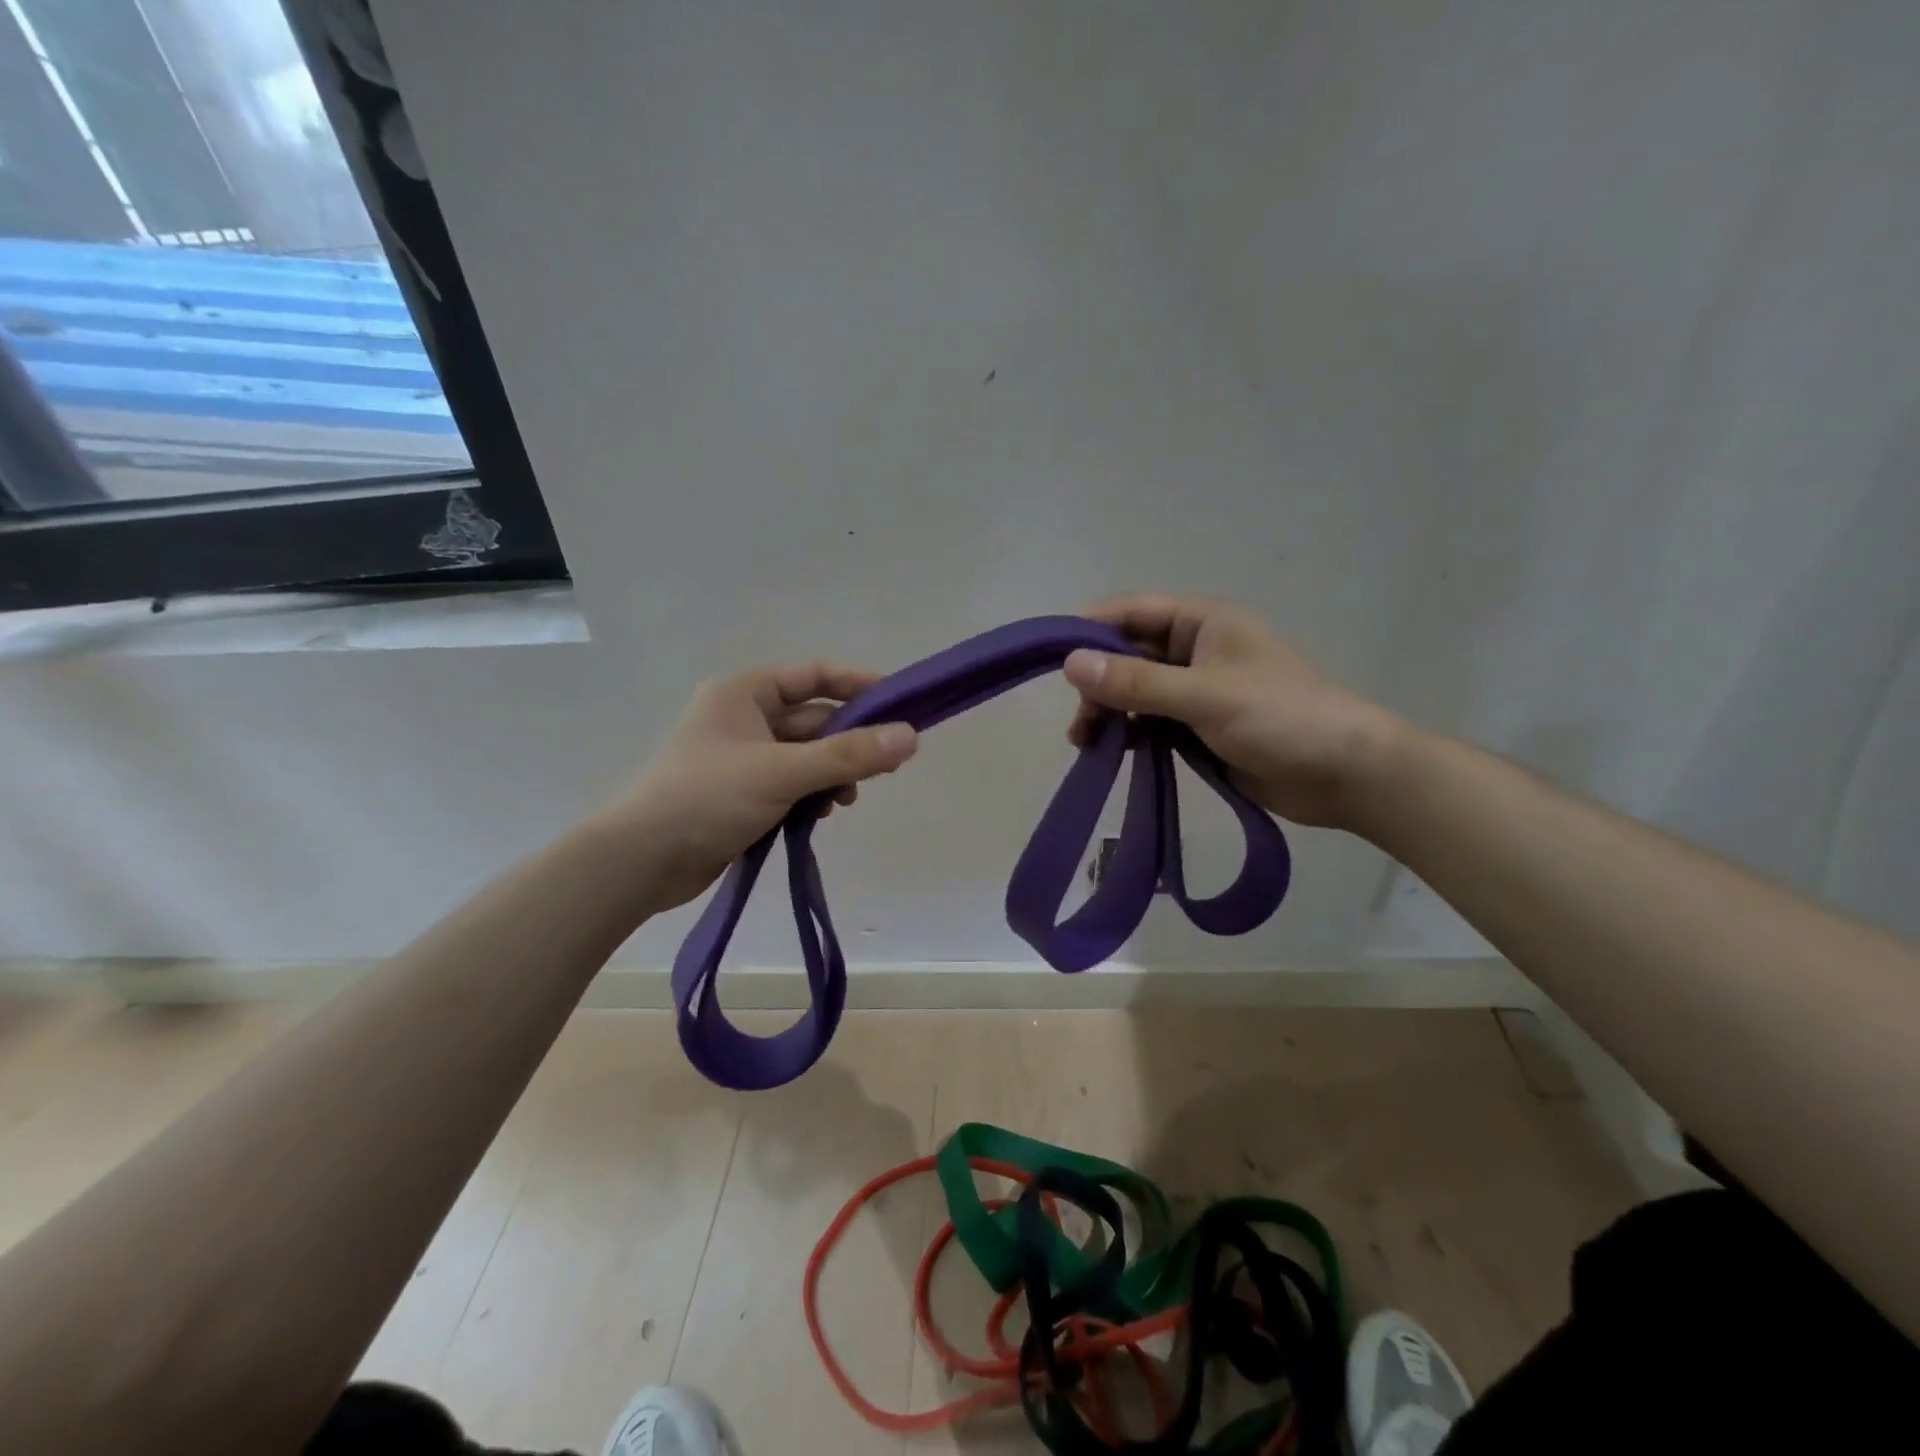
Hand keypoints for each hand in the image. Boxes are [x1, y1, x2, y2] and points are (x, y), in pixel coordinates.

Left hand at [610, 662, 916, 911]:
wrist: (639, 862)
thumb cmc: (707, 799)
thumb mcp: (782, 772)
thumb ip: (848, 755)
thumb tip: (911, 737)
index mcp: (744, 693)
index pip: (814, 675)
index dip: (858, 685)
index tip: (899, 704)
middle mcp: (743, 717)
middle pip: (813, 719)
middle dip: (848, 742)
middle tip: (885, 765)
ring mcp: (741, 758)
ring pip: (805, 755)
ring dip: (832, 773)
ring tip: (845, 800)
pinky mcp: (741, 793)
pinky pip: (790, 783)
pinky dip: (811, 794)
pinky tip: (822, 815)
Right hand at [1063, 595, 1404, 828]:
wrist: (1344, 774)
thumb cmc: (1281, 718)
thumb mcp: (1204, 696)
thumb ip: (1137, 681)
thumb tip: (1070, 663)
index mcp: (1202, 621)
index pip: (1132, 612)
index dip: (1091, 630)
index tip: (1054, 660)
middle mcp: (1195, 648)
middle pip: (1128, 654)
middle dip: (1098, 682)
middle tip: (1080, 722)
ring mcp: (1196, 689)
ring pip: (1135, 690)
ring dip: (1109, 711)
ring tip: (1087, 743)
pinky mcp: (1198, 725)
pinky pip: (1150, 720)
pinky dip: (1129, 733)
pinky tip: (1113, 752)